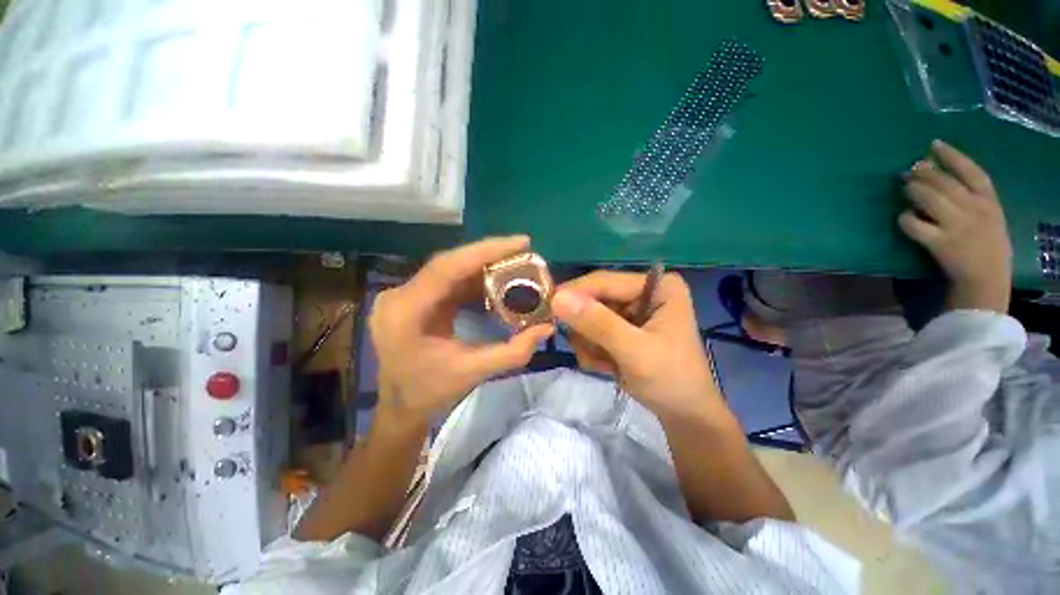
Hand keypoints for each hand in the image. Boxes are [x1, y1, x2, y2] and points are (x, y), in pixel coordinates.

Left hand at [370, 236, 553, 427]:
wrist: (399, 408)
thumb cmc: (429, 393)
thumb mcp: (473, 373)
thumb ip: (513, 352)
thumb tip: (547, 328)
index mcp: (406, 312)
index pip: (447, 267)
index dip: (485, 250)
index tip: (521, 242)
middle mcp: (398, 296)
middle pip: (449, 264)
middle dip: (488, 256)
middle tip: (523, 252)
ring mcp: (402, 296)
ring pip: (449, 270)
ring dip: (482, 268)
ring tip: (514, 266)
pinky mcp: (412, 300)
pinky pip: (447, 282)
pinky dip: (472, 281)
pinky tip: (494, 283)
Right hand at [550, 271, 723, 422]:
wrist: (685, 416)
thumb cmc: (671, 381)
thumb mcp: (635, 352)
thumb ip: (598, 323)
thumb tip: (558, 297)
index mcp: (658, 286)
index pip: (605, 281)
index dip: (575, 293)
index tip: (548, 309)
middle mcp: (643, 292)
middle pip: (594, 298)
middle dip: (586, 328)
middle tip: (589, 351)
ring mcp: (632, 310)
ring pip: (588, 316)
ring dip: (589, 342)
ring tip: (605, 363)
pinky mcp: (623, 327)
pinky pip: (592, 330)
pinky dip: (593, 349)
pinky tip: (607, 365)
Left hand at [899, 140, 1011, 312]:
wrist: (986, 279)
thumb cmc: (987, 245)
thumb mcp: (990, 215)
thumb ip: (971, 196)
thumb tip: (939, 175)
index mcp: (990, 201)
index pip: (972, 170)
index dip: (951, 156)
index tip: (933, 144)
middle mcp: (975, 209)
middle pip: (945, 182)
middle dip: (924, 172)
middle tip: (908, 169)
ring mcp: (958, 226)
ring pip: (929, 198)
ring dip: (913, 190)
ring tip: (904, 186)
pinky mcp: (940, 243)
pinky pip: (915, 225)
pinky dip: (905, 219)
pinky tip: (904, 217)